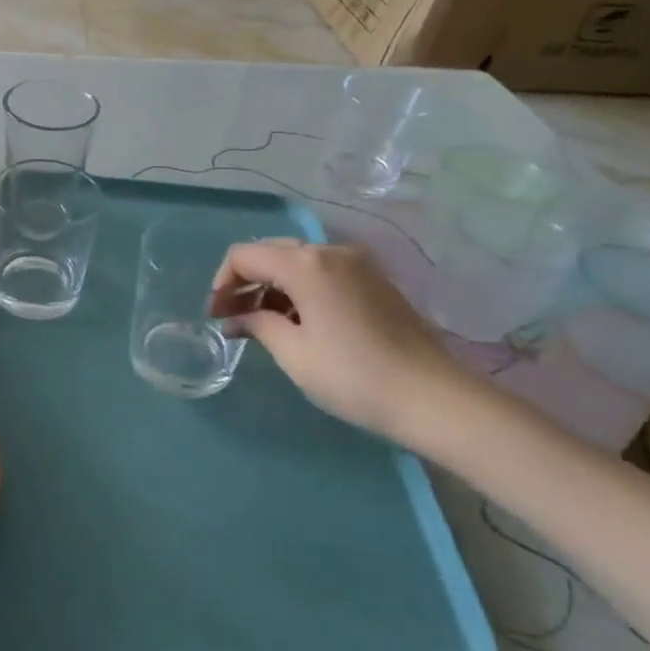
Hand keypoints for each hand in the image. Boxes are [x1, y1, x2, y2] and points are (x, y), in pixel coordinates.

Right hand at [212, 241, 469, 448]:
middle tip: (231, 318)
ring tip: (261, 324)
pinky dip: (299, 289)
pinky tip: (296, 321)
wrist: (434, 398)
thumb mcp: (294, 354)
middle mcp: (331, 252)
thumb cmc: (354, 377)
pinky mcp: (374, 280)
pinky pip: (323, 272)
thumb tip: (237, 318)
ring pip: (297, 261)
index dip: (222, 282)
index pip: (245, 255)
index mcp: (306, 264)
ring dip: (272, 286)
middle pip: (270, 252)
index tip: (216, 315)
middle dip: (245, 281)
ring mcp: (357, 264)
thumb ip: (258, 325)